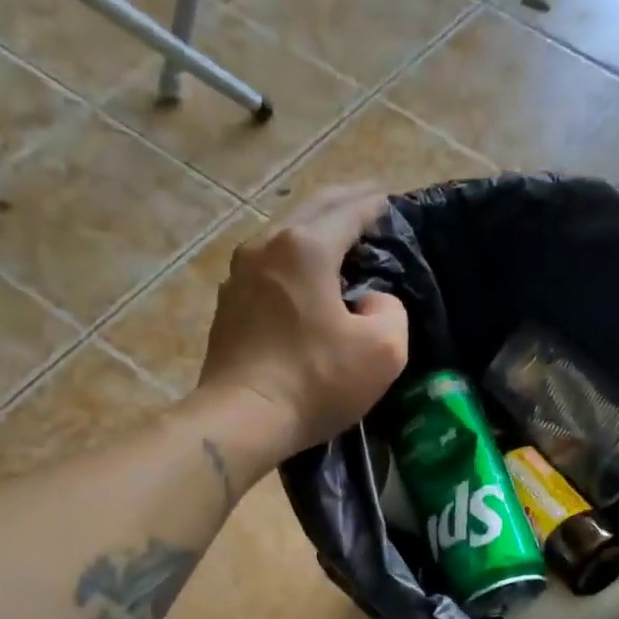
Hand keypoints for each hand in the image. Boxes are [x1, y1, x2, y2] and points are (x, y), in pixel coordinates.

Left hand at [197, 184, 409, 457]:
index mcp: (307, 247)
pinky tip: (300, 278)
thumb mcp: (382, 350)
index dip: (372, 203)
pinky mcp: (228, 304)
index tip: (388, 200)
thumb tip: (372, 301)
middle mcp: (267, 246)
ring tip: (334, 238)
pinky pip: (267, 268)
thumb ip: (391, 312)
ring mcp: (239, 274)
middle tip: (365, 202)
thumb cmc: (316, 381)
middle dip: (341, 203)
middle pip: (310, 211)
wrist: (243, 417)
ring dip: (311, 231)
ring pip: (283, 237)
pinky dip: (290, 262)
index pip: (348, 210)